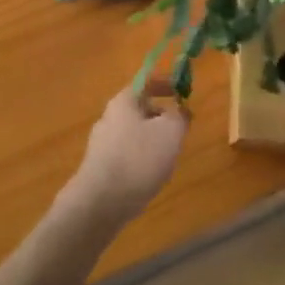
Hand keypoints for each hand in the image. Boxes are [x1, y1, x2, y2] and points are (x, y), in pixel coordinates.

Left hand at [63, 82, 188, 228]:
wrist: (100, 202)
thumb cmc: (138, 159)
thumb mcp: (170, 132)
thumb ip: (179, 116)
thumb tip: (180, 110)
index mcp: (123, 102)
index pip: (146, 82)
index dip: (166, 83)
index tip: (183, 92)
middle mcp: (109, 117)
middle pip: (140, 108)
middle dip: (161, 116)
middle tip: (180, 130)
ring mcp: (102, 143)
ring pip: (135, 133)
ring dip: (154, 140)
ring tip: (169, 157)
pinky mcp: (101, 167)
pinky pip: (127, 154)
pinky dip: (142, 159)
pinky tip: (151, 177)